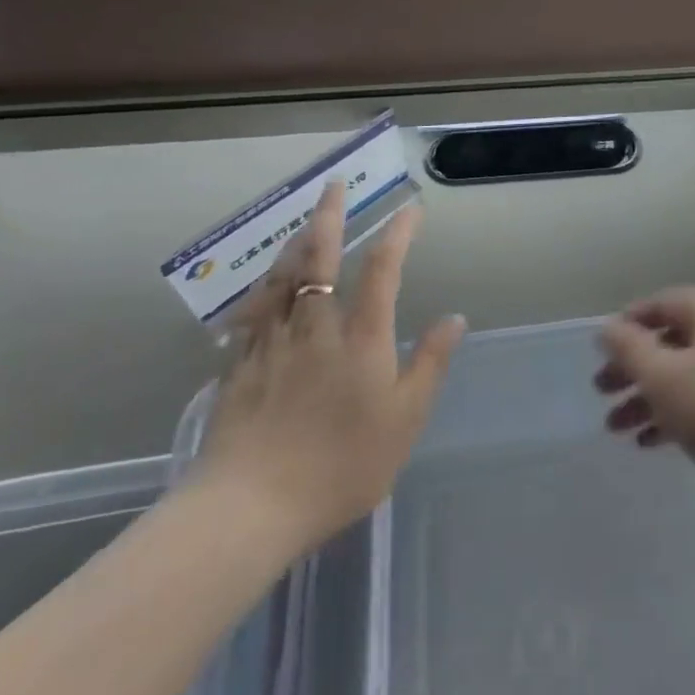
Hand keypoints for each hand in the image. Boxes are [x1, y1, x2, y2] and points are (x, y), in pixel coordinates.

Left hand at [194, 182, 463, 557]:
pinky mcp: (240, 366)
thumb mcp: (404, 419)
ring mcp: (272, 343)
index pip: (382, 269)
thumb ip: (430, 363)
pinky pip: (253, 312)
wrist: (249, 508)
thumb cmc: (341, 465)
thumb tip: (454, 317)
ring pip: (281, 278)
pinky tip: (264, 288)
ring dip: (295, 243)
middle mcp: (315, 326)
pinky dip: (264, 288)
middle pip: (319, 258)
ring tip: (304, 225)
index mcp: (360, 336)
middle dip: (329, 216)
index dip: (398, 234)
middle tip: (333, 186)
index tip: (410, 209)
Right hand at [594, 287, 694, 496]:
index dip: (626, 326)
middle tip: (601, 393)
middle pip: (673, 340)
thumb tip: (607, 328)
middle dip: (633, 368)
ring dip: (650, 396)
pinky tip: (650, 442)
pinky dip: (679, 411)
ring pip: (688, 371)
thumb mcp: (664, 378)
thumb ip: (629, 349)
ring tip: (617, 428)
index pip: (661, 304)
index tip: (598, 353)